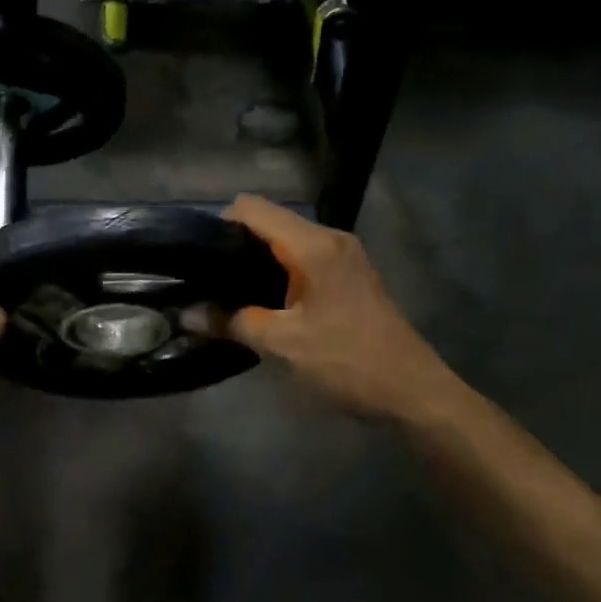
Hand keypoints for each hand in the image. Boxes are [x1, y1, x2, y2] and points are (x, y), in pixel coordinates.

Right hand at [218, 195, 454, 417]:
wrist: (414, 392)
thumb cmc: (348, 362)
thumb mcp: (283, 345)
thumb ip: (232, 322)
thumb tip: (186, 315)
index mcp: (314, 246)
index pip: (253, 209)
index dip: (219, 224)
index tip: (197, 256)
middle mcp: (330, 239)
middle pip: (269, 221)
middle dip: (235, 244)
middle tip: (207, 278)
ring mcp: (344, 256)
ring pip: (286, 239)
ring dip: (257, 259)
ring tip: (228, 290)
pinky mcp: (349, 275)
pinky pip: (303, 256)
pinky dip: (279, 270)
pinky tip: (263, 301)